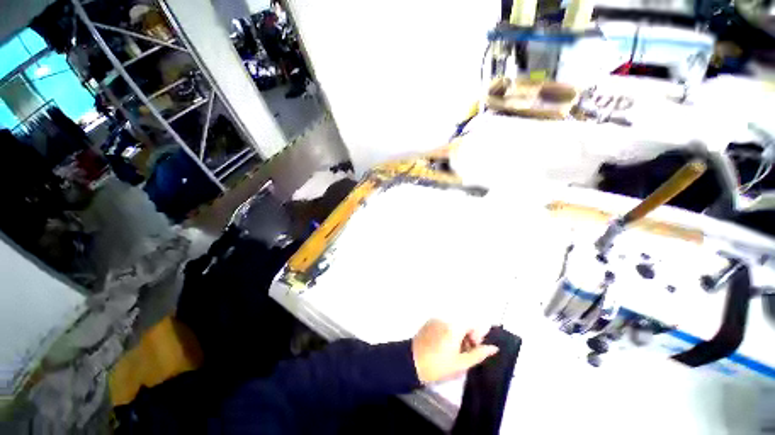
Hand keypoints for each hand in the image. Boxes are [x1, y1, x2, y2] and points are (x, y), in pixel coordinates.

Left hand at [411, 319, 498, 383]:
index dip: (477, 335)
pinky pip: (444, 324)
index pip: (473, 323)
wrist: (412, 362)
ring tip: (453, 351)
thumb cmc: (438, 365)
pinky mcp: (429, 322)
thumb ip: (478, 354)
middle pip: (463, 323)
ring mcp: (436, 319)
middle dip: (468, 336)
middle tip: (464, 353)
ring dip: (458, 335)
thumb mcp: (461, 364)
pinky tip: (443, 346)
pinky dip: (448, 332)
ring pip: (454, 324)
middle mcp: (445, 319)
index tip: (473, 348)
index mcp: (454, 327)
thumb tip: (493, 348)